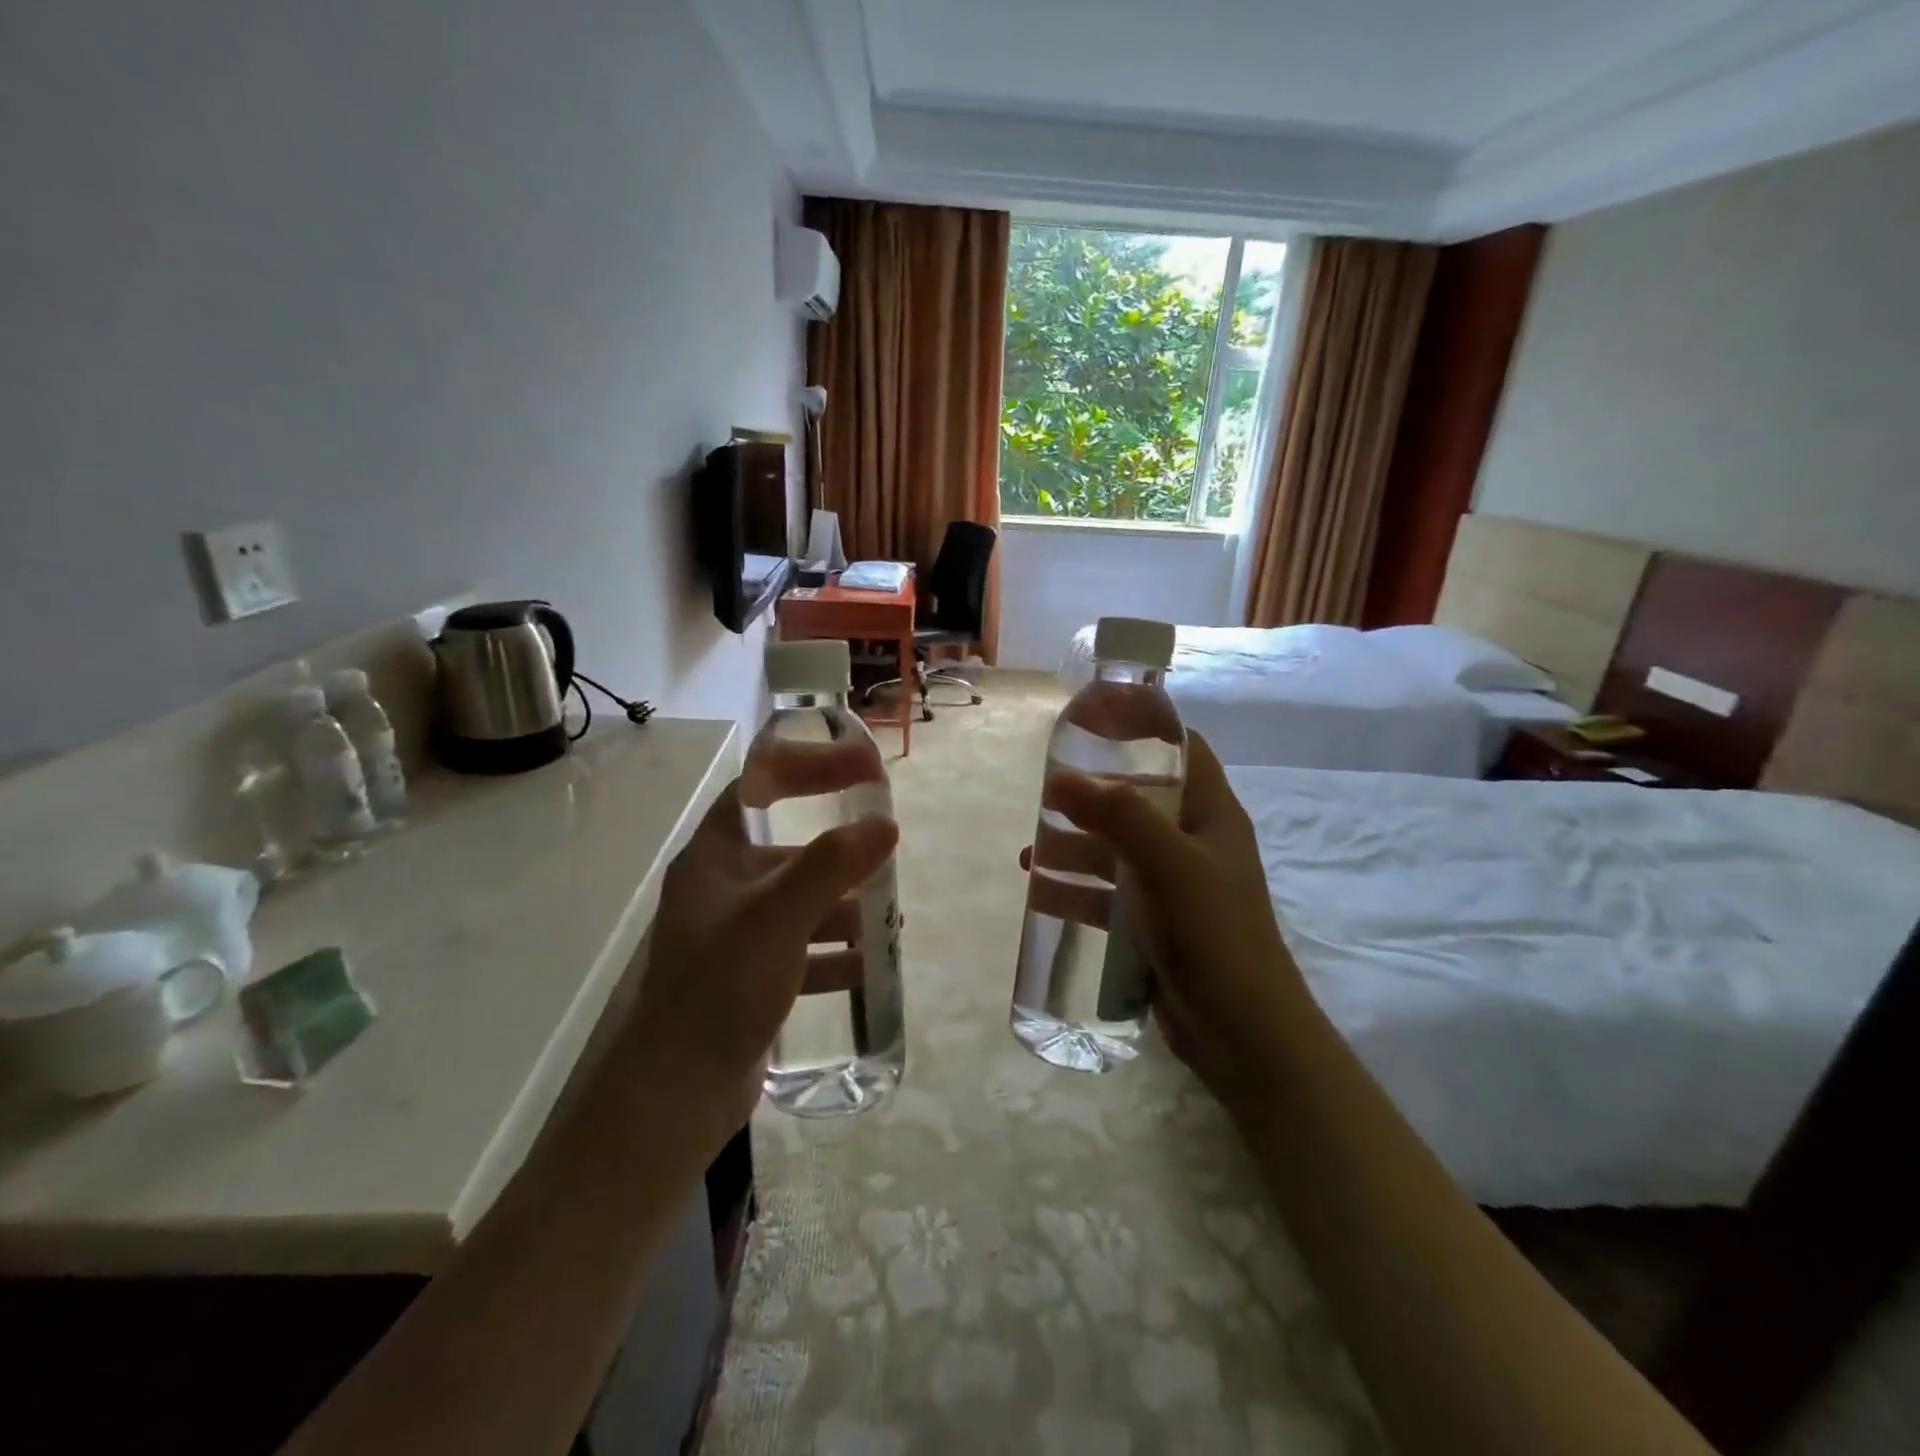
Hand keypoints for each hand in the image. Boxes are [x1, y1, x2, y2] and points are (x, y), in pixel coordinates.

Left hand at [625, 777, 896, 1148]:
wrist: (675, 1096)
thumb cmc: (720, 989)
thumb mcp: (778, 918)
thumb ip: (832, 865)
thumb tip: (885, 824)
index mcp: (715, 855)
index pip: (763, 784)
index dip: (813, 766)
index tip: (866, 768)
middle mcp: (722, 887)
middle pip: (788, 846)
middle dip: (840, 849)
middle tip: (887, 851)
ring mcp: (735, 934)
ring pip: (800, 900)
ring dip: (844, 904)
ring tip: (888, 917)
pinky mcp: (749, 976)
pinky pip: (801, 948)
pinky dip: (833, 951)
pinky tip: (865, 966)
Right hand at [1027, 732, 1313, 1110]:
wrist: (1241, 1033)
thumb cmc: (1213, 933)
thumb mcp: (1168, 864)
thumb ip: (1118, 815)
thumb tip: (1061, 780)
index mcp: (1211, 814)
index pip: (1183, 751)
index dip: (1144, 729)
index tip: (1095, 722)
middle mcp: (1194, 843)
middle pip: (1138, 801)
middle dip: (1092, 798)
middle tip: (1045, 797)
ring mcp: (1174, 886)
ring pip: (1116, 851)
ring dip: (1075, 849)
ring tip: (1029, 854)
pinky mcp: (1155, 924)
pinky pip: (1109, 895)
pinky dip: (1077, 892)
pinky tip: (1041, 895)